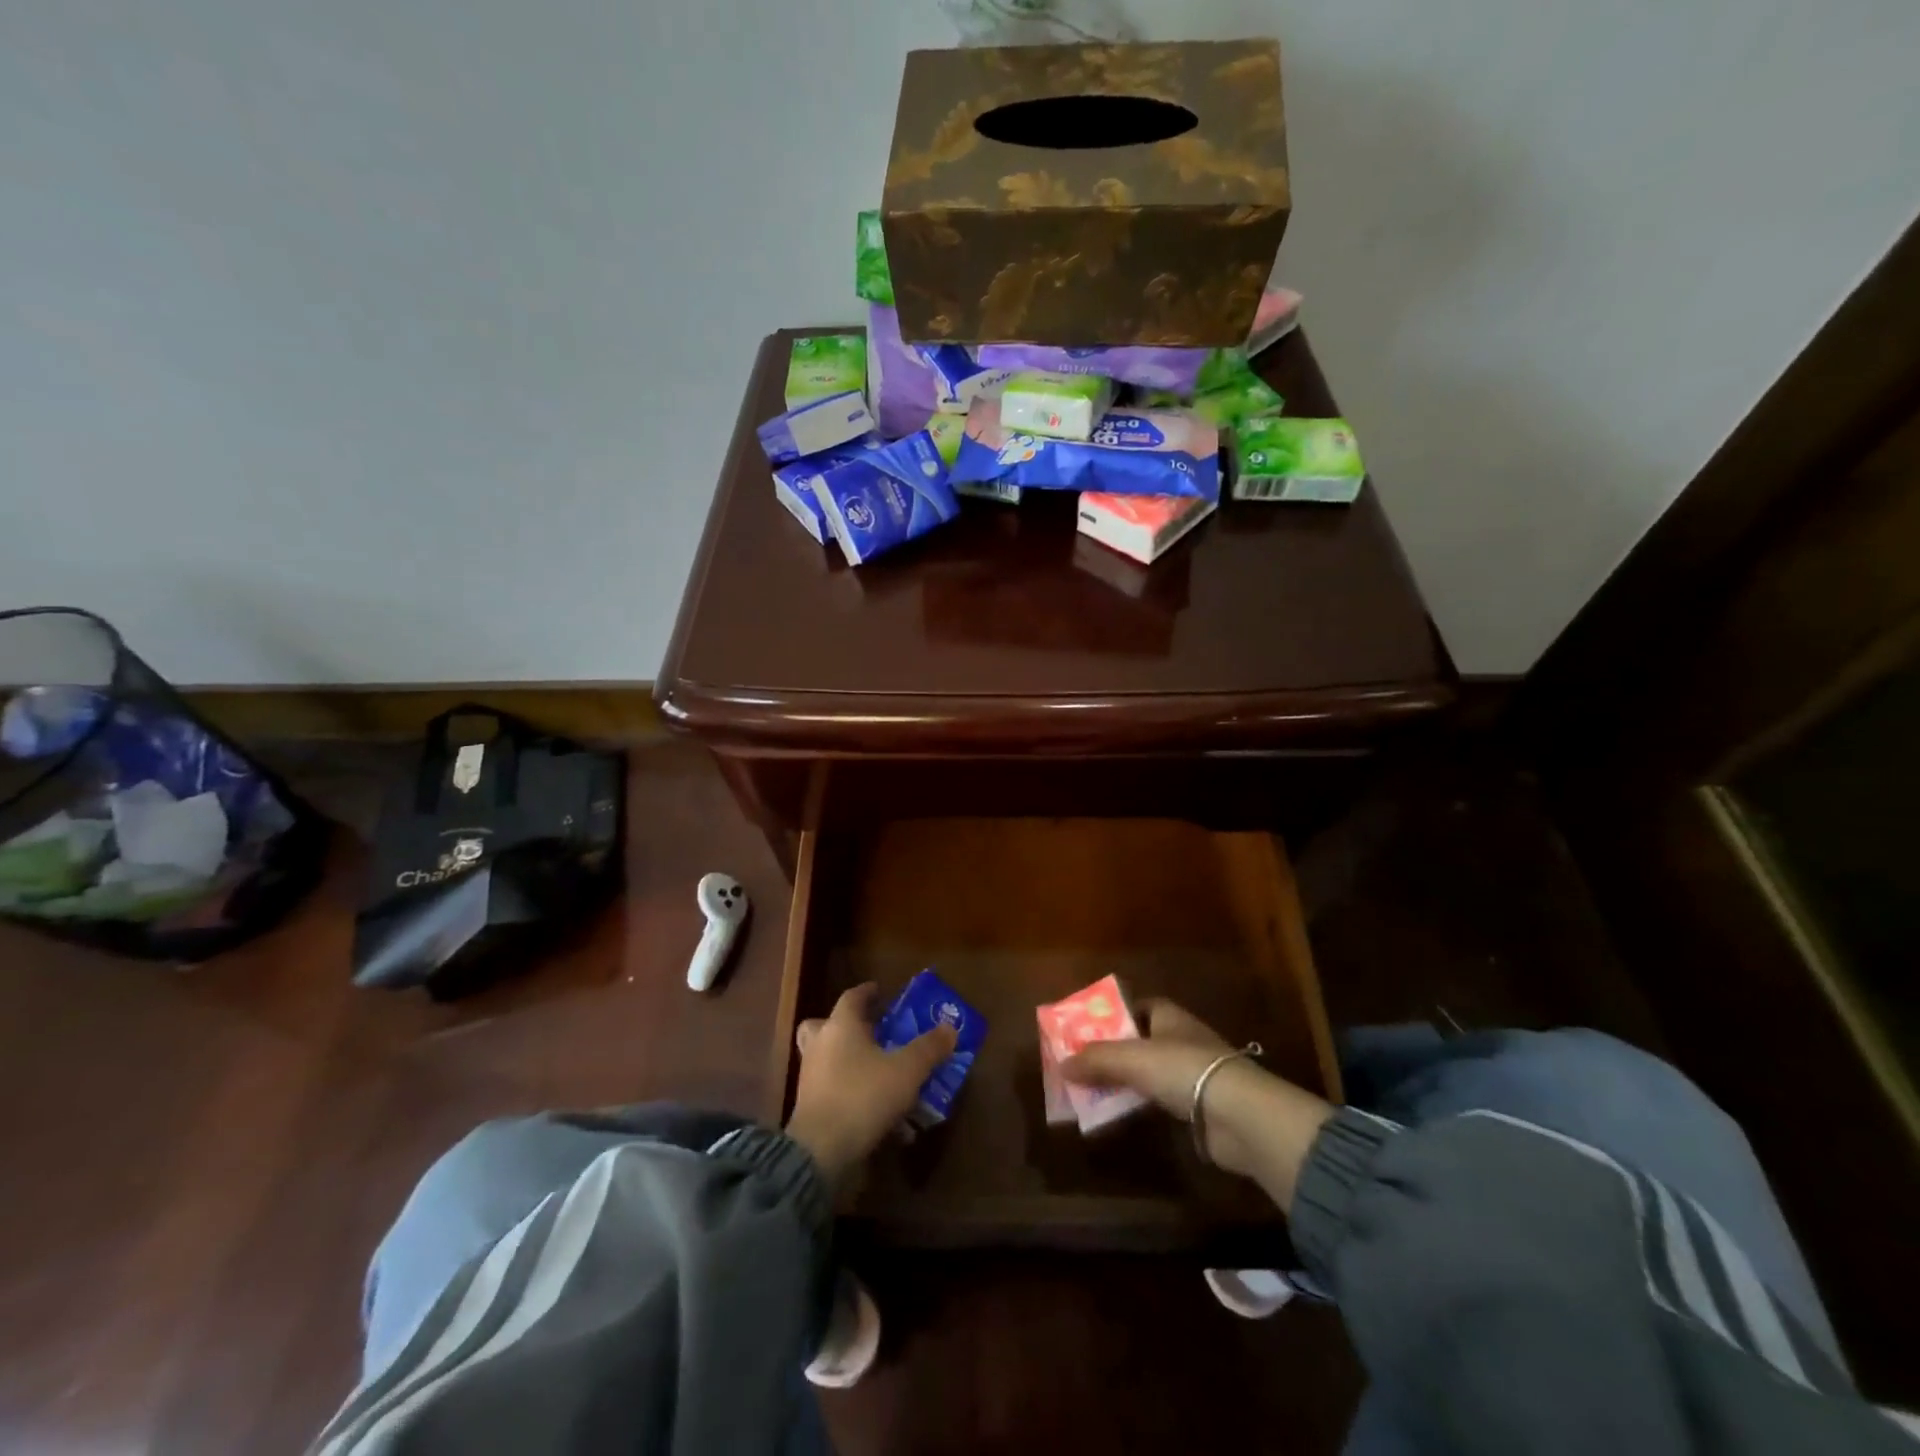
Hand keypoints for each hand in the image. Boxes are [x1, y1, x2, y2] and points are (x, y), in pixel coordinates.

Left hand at [785, 983, 956, 1186]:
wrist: (820, 1151)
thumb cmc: (863, 1096)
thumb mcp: (907, 1070)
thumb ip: (929, 1048)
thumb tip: (949, 1028)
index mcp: (841, 1025)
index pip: (852, 997)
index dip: (868, 992)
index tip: (881, 991)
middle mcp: (821, 1045)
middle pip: (828, 1025)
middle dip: (850, 1027)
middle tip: (874, 1032)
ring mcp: (812, 1077)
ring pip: (830, 1059)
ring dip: (854, 1064)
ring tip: (884, 1076)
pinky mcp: (810, 1107)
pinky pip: (836, 1091)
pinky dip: (856, 1097)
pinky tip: (883, 1118)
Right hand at [1061, 998, 1332, 1208]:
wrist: (1239, 1115)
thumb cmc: (1184, 1069)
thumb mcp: (1132, 1058)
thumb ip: (1096, 1059)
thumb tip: (1061, 1064)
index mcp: (1168, 1016)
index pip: (1136, 1007)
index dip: (1111, 1016)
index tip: (1084, 1029)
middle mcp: (1179, 1039)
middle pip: (1137, 1041)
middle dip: (1109, 1052)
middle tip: (1077, 1064)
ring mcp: (1189, 1074)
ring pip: (1145, 1073)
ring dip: (1120, 1081)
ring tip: (1086, 1092)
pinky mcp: (1194, 1107)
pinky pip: (1155, 1101)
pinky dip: (1136, 1105)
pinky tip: (1114, 1114)